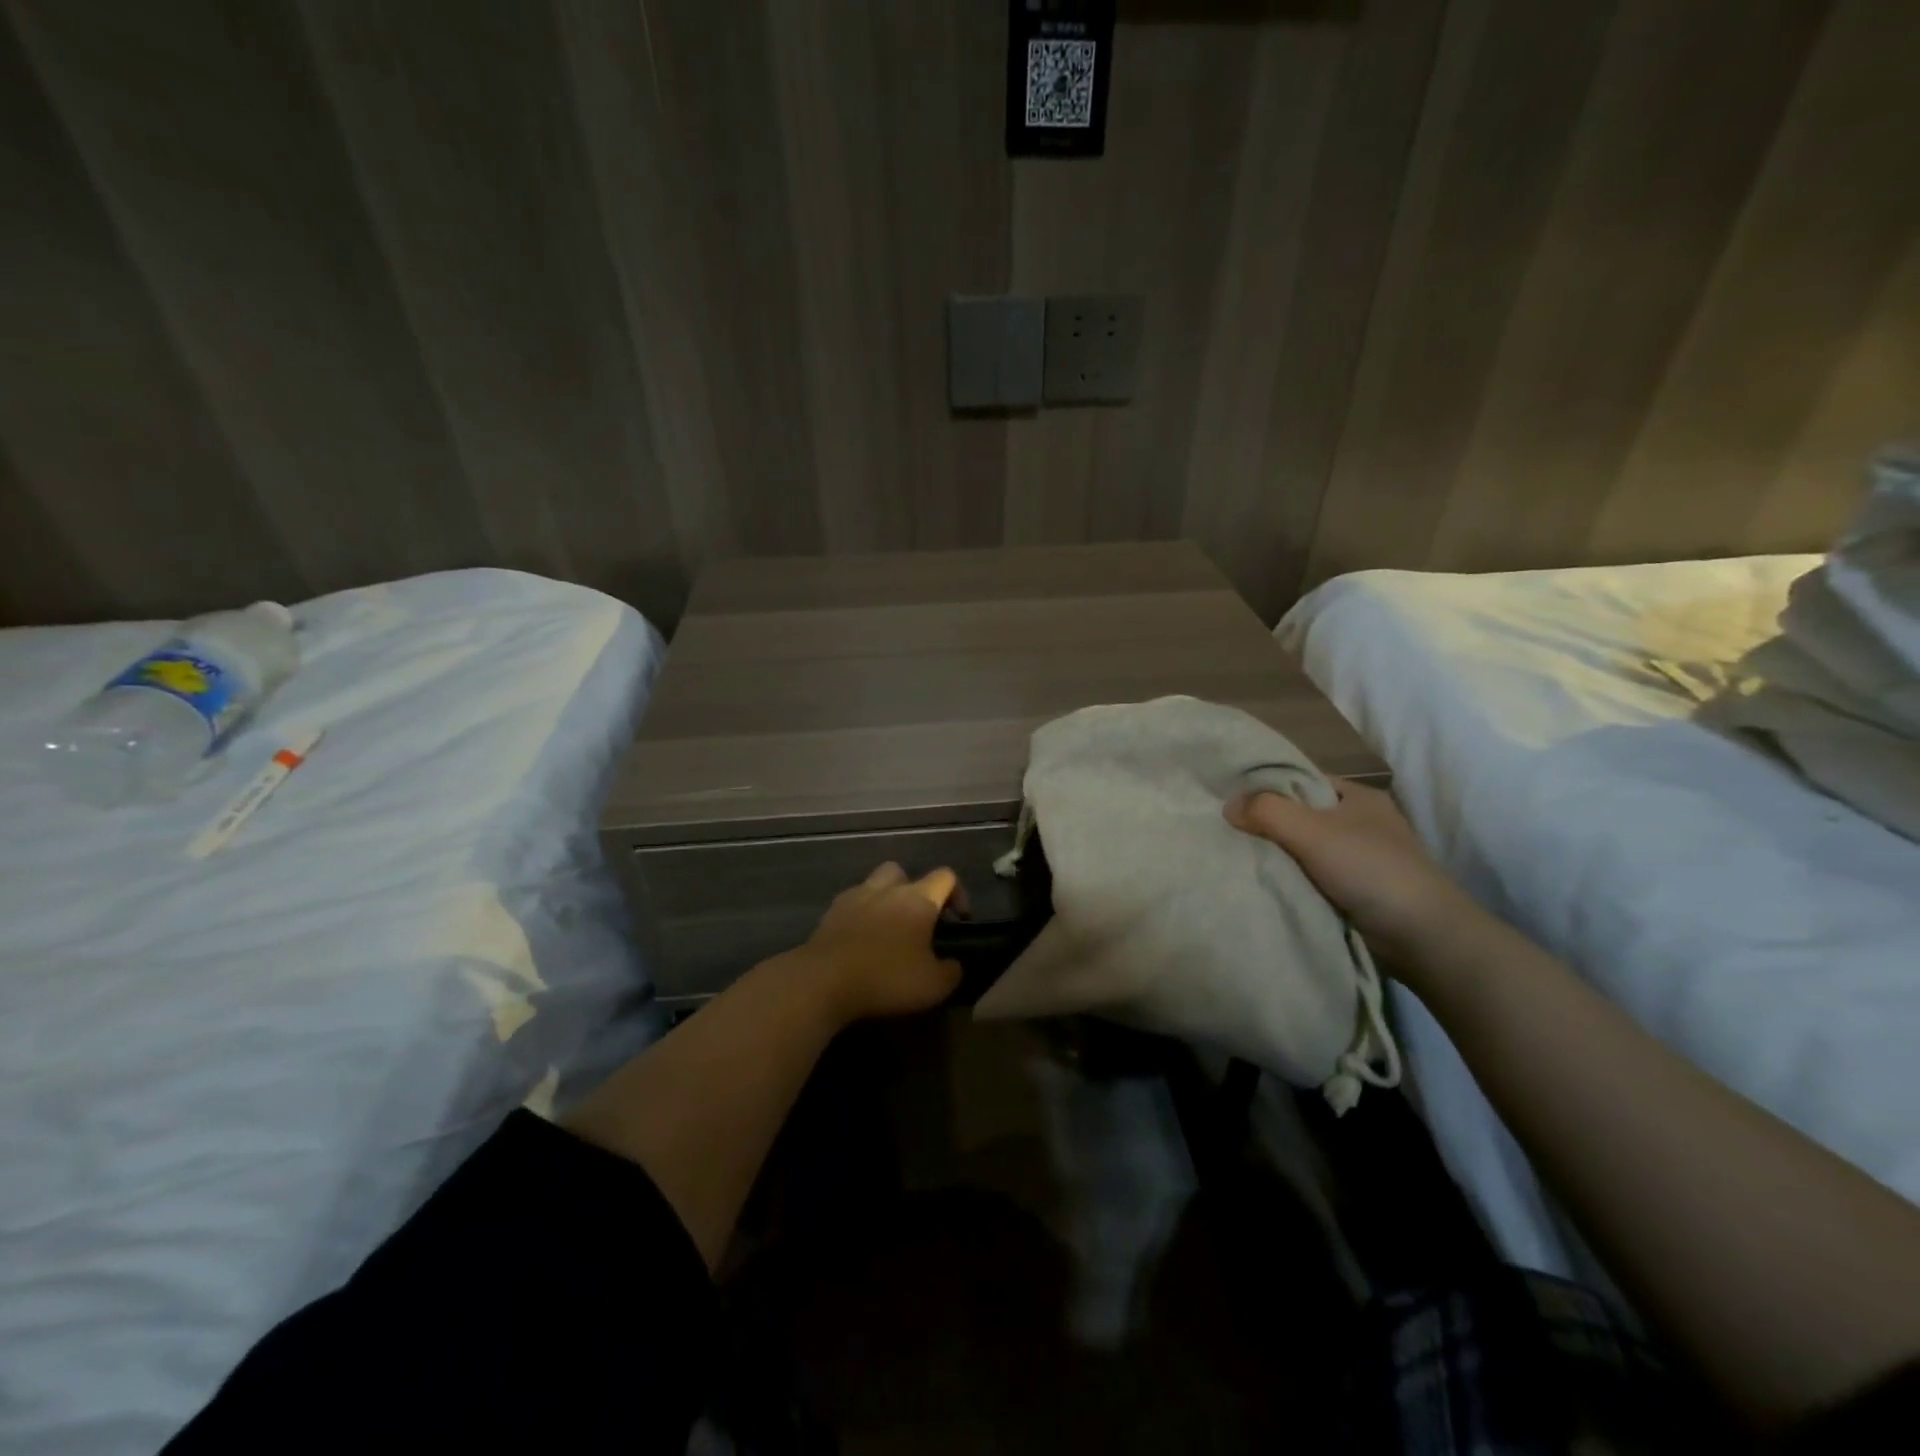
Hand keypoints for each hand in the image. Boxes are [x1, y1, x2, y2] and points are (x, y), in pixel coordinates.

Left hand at [793, 862, 962, 1022]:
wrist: (823, 980)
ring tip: (887, 928)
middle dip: (914, 890)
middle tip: (917, 920)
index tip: (959, 920)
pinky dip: (860, 915)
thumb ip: (951, 971)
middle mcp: (887, 889)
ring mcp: (855, 897)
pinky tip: (860, 940)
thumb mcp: (933, 986)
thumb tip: (954, 964)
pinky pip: (851, 903)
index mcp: (918, 899)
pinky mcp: (830, 913)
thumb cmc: (886, 978)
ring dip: (884, 899)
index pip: (945, 877)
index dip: (958, 893)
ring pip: (874, 883)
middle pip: (903, 872)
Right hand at [1225, 778, 1474, 961]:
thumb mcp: (1312, 830)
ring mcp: (1361, 859)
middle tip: (1228, 833)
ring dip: (1279, 856)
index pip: (1302, 780)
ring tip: (1239, 859)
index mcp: (1358, 796)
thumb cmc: (1370, 869)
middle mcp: (1361, 822)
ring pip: (1305, 849)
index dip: (1268, 787)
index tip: (1232, 801)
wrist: (1422, 936)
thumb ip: (1267, 812)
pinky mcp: (1358, 891)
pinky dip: (1292, 881)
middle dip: (1268, 824)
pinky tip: (1266, 884)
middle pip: (1301, 815)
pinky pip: (1312, 877)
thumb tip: (1228, 806)